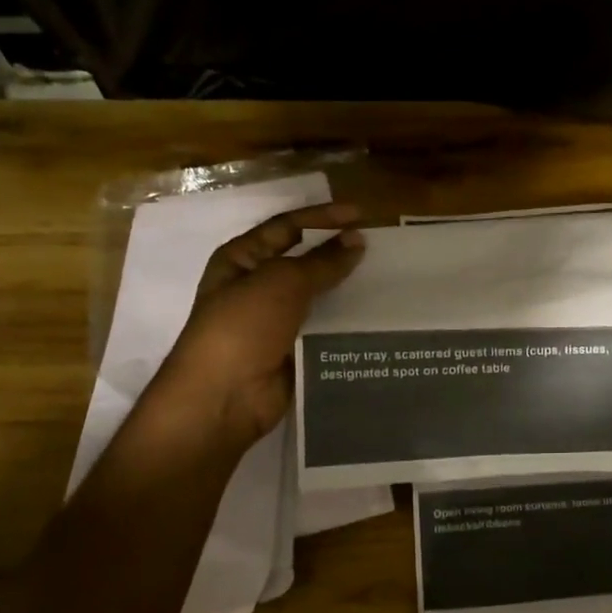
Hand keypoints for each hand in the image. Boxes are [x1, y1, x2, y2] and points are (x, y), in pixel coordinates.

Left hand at [136, 203, 365, 448]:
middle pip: (304, 261)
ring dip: (346, 289)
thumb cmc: (243, 327)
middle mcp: (257, 286)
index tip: (362, 215)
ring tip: (387, 281)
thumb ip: (323, 261)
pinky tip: (377, 317)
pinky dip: (346, 323)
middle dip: (338, 253)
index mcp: (242, 259)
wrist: (224, 397)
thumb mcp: (282, 282)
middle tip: (380, 248)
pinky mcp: (293, 350)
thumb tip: (357, 240)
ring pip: (318, 297)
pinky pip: (324, 329)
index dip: (322, 217)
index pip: (287, 226)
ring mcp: (275, 321)